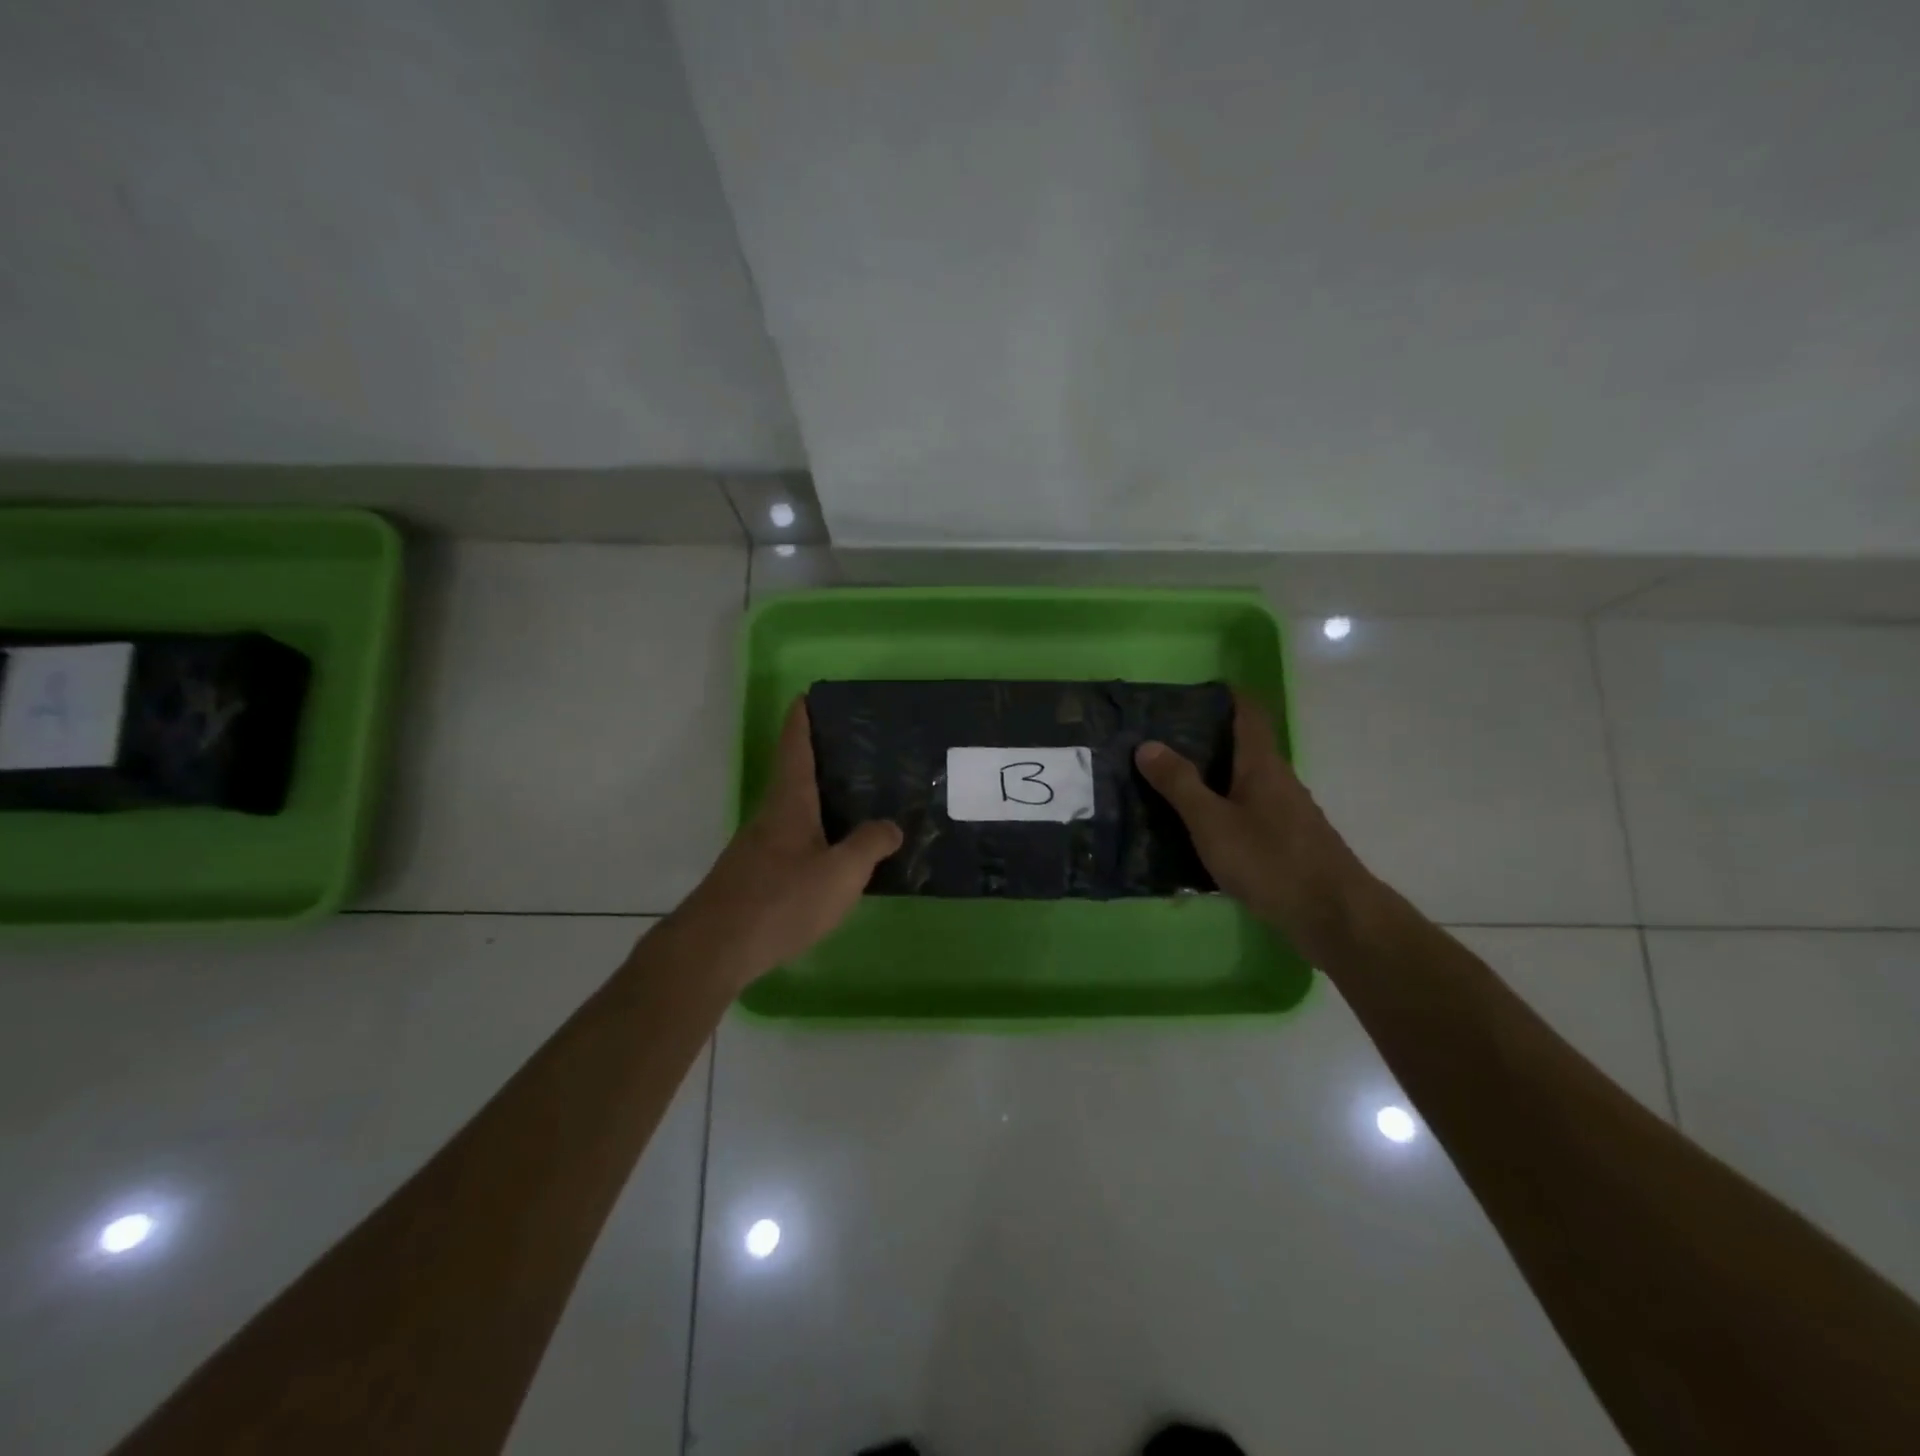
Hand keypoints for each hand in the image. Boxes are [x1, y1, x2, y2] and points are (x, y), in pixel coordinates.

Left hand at [672, 700, 901, 988]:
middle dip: (819, 760)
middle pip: (794, 777)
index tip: (808, 695)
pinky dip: (814, 836)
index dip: (801, 720)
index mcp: (789, 803)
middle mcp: (770, 817)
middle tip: (857, 753)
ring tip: (856, 803)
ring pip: (793, 813)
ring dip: (819, 802)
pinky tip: (833, 856)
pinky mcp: (754, 877)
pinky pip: (791, 843)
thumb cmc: (781, 900)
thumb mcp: (840, 873)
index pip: (794, 747)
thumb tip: (891, 826)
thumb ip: (869, 845)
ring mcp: (757, 848)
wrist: (715, 949)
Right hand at [1135, 692, 1373, 959]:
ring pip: (1244, 783)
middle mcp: (1278, 780)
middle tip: (1160, 743)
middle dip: (1206, 740)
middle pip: (1243, 747)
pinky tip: (1197, 831)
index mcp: (1261, 765)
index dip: (1226, 696)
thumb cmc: (1270, 860)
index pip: (1249, 713)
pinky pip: (1248, 813)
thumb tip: (1147, 744)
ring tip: (1168, 785)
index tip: (1192, 692)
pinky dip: (1222, 811)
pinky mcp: (1287, 843)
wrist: (1333, 916)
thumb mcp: (1212, 822)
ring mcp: (1286, 813)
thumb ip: (1180, 784)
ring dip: (1211, 779)